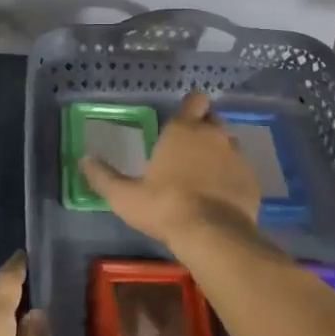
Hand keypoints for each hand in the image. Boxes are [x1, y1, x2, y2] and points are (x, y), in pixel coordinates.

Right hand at [82, 90, 261, 251]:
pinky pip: (241, 171)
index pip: (194, 100)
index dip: (191, 107)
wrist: (212, 235)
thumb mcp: (124, 196)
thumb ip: (103, 176)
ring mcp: (236, 156)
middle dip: (203, 130)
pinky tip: (221, 198)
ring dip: (219, 154)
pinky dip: (232, 179)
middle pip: (212, 120)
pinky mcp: (251, 179)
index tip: (183, 120)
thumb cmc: (164, 207)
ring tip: (205, 177)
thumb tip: (83, 160)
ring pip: (229, 145)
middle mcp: (213, 135)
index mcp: (182, 130)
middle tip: (188, 152)